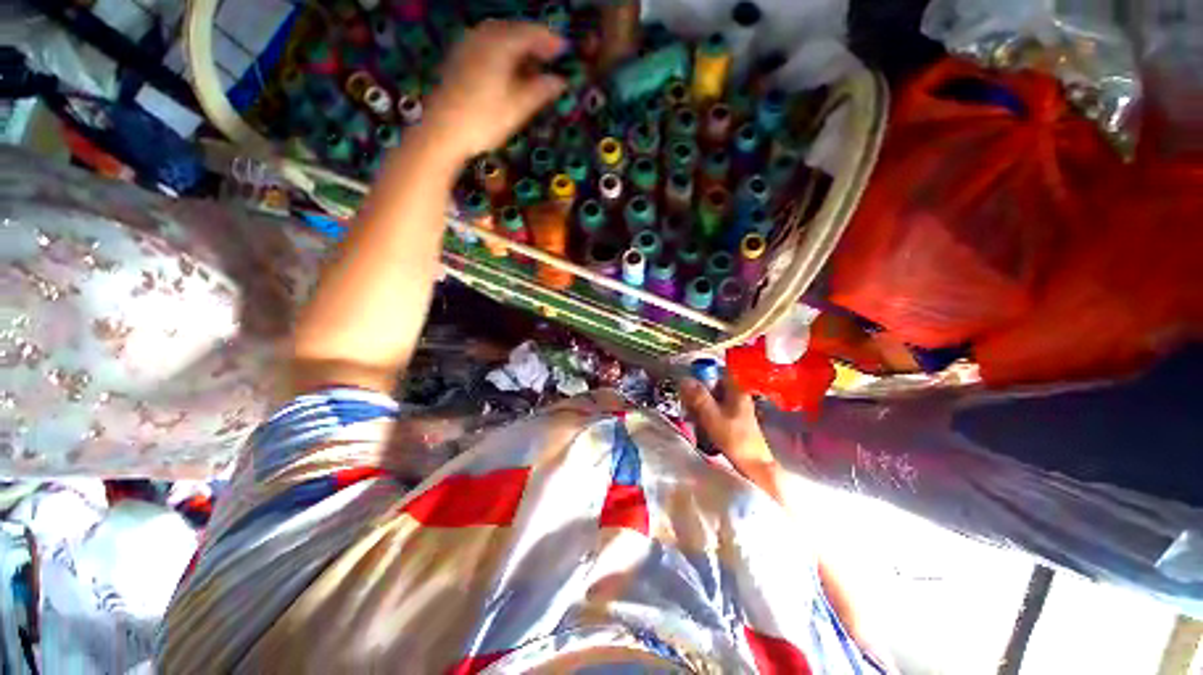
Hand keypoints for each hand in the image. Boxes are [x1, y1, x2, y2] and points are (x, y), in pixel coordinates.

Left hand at [421, 21, 566, 160]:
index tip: (566, 51)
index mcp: (500, 43)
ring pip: (499, 35)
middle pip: (514, 29)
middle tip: (551, 56)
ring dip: (519, 45)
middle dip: (535, 41)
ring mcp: (468, 44)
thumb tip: (561, 81)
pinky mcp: (459, 57)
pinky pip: (487, 43)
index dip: (551, 41)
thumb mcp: (519, 107)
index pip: (532, 33)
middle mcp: (483, 35)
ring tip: (532, 63)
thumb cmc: (484, 119)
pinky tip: (509, 67)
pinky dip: (503, 50)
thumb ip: (542, 90)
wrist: (443, 130)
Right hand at [679, 373, 774, 472]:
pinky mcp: (733, 417)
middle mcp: (737, 393)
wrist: (753, 464)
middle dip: (697, 392)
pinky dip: (705, 412)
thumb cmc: (734, 438)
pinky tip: (698, 423)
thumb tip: (684, 379)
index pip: (718, 370)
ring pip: (712, 396)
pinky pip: (715, 407)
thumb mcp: (712, 416)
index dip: (702, 372)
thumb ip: (698, 397)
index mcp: (736, 389)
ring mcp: (736, 405)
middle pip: (712, 384)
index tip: (689, 382)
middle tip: (687, 403)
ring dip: (699, 403)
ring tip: (690, 415)